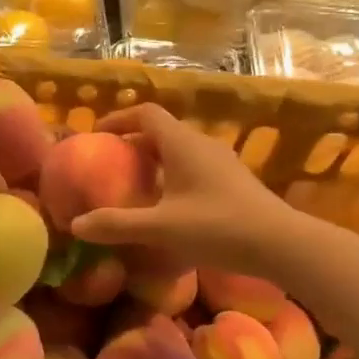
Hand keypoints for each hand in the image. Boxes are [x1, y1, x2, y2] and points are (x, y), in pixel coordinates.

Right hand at [71, 104, 293, 274]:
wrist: (281, 244)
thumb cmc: (218, 227)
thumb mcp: (161, 228)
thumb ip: (117, 225)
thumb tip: (76, 225)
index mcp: (182, 143)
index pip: (146, 113)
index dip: (119, 119)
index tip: (97, 135)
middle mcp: (202, 145)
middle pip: (161, 132)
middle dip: (133, 144)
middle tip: (109, 165)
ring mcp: (221, 163)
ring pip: (179, 151)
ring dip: (155, 162)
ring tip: (134, 187)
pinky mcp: (233, 182)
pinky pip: (194, 168)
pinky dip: (173, 177)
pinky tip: (168, 207)